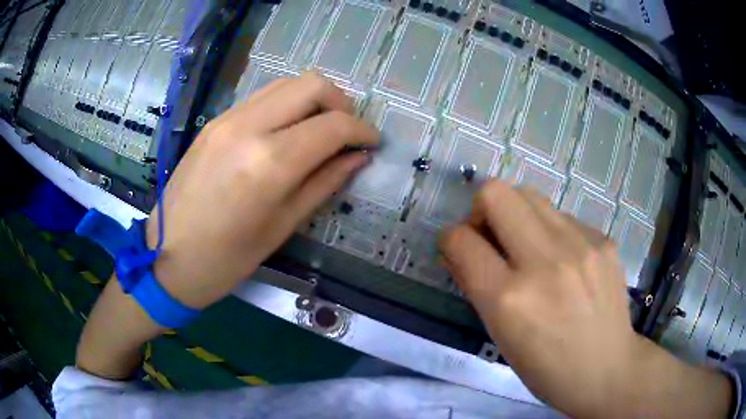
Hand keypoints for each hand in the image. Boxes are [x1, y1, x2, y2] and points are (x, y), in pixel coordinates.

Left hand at [147, 74, 377, 308]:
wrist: (167, 257)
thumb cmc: (227, 259)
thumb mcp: (283, 226)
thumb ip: (325, 183)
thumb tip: (358, 157)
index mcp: (269, 163)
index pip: (333, 125)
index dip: (361, 130)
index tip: (371, 143)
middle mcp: (249, 127)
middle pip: (312, 84)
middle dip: (340, 104)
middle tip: (345, 133)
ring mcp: (227, 119)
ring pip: (286, 83)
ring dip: (312, 100)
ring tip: (319, 131)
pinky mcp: (215, 122)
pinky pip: (261, 98)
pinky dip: (285, 105)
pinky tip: (286, 133)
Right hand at [440, 182, 732, 417]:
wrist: (607, 370)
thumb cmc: (546, 367)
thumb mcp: (500, 336)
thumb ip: (474, 285)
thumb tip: (457, 249)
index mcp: (510, 299)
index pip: (460, 239)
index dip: (450, 240)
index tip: (459, 249)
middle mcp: (545, 263)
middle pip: (495, 193)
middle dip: (481, 210)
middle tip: (492, 237)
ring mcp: (580, 245)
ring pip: (530, 195)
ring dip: (517, 216)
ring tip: (528, 247)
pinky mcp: (603, 239)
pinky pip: (562, 217)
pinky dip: (551, 232)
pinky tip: (564, 261)